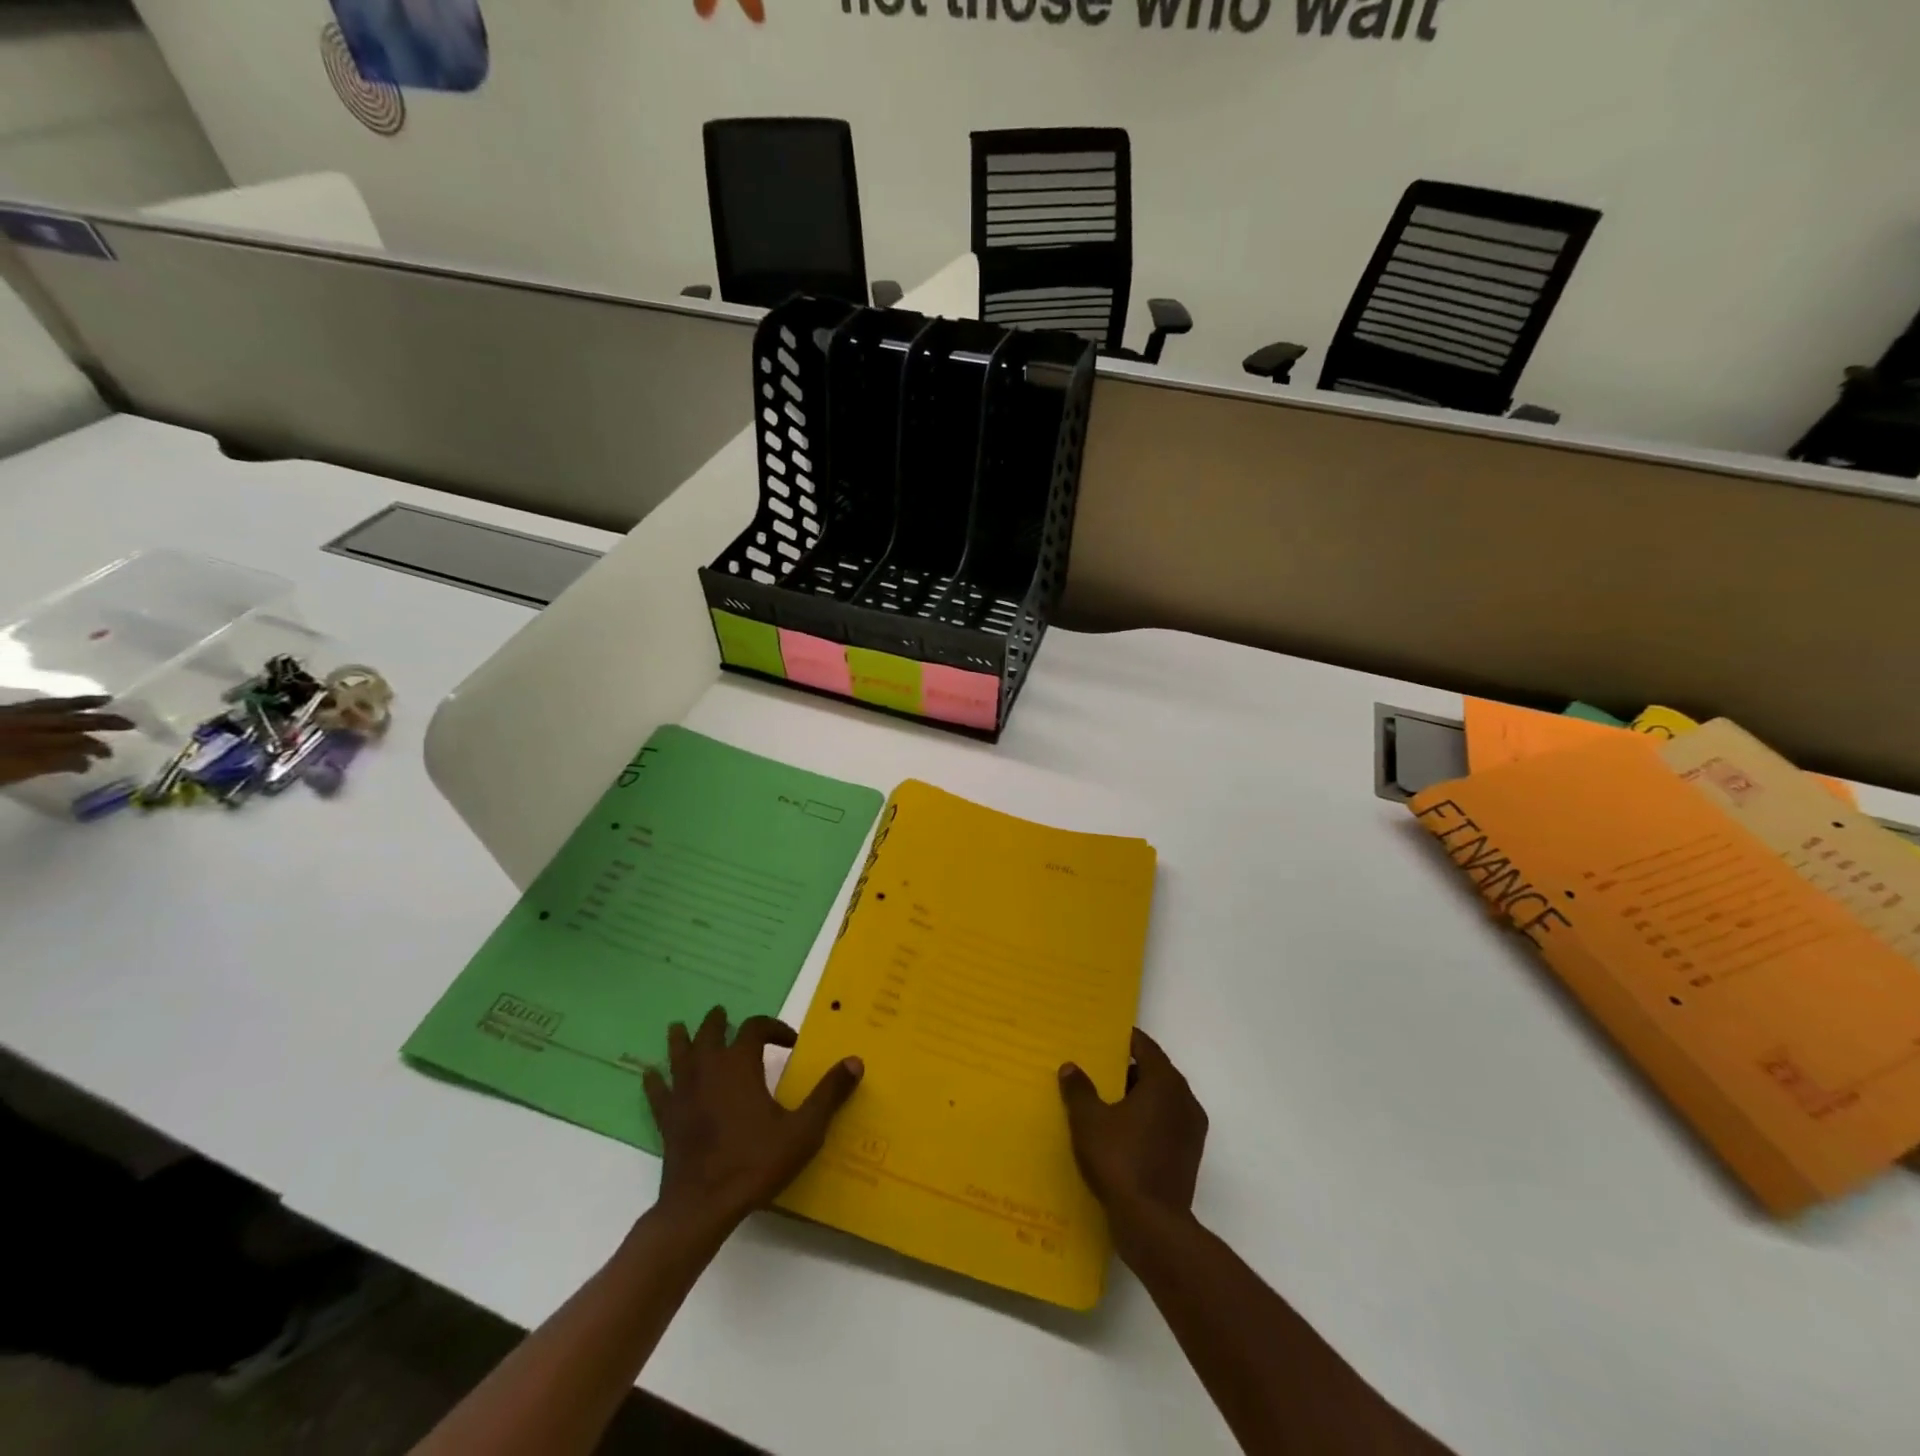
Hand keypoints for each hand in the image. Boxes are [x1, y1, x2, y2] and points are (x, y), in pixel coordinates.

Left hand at [0, 695, 132, 787]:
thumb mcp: (16, 771)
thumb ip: (51, 763)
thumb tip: (87, 761)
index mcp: (33, 740)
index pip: (77, 739)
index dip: (96, 746)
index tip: (108, 757)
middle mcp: (26, 724)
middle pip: (70, 720)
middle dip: (101, 721)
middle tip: (130, 722)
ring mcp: (10, 718)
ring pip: (51, 708)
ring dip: (79, 705)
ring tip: (103, 701)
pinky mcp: (1, 715)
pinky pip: (32, 705)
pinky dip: (52, 704)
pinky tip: (59, 706)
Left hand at [643, 1007, 862, 1234]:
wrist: (703, 1207)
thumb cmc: (756, 1163)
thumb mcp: (804, 1129)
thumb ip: (829, 1093)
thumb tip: (855, 1061)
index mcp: (740, 1065)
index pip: (754, 1028)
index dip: (773, 1028)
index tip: (789, 1041)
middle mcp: (709, 1070)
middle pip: (711, 1034)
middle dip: (719, 1023)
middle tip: (722, 1014)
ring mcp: (684, 1094)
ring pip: (679, 1055)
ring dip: (682, 1039)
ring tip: (679, 1027)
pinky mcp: (668, 1120)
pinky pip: (658, 1093)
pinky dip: (655, 1081)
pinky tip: (649, 1074)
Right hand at [1060, 1028, 1208, 1252]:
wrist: (1152, 1225)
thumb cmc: (1120, 1160)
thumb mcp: (1088, 1120)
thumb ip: (1079, 1089)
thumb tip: (1071, 1067)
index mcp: (1165, 1083)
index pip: (1146, 1047)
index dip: (1124, 1040)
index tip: (1103, 1038)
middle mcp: (1184, 1101)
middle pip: (1155, 1073)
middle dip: (1127, 1070)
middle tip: (1097, 1069)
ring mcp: (1190, 1131)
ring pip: (1160, 1101)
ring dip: (1136, 1098)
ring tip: (1104, 1101)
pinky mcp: (1187, 1157)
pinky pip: (1164, 1125)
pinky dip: (1145, 1121)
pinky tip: (1119, 1133)